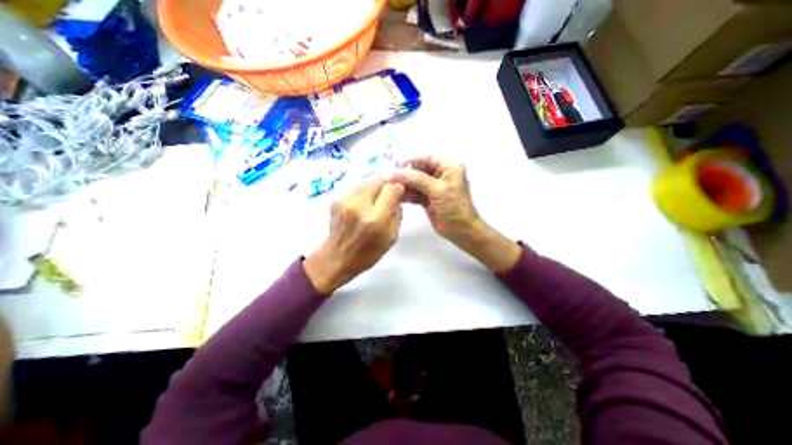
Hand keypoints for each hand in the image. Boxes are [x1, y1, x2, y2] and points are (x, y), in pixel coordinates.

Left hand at [302, 180, 403, 293]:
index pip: (391, 189)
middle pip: (378, 181)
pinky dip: (363, 191)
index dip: (398, 189)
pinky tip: (363, 202)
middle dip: (386, 185)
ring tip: (376, 198)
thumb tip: (397, 198)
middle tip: (388, 194)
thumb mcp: (391, 237)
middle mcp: (359, 205)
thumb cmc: (368, 252)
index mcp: (376, 218)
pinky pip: (356, 187)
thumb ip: (397, 215)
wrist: (338, 257)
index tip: (399, 194)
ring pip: (366, 181)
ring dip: (374, 187)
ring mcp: (345, 201)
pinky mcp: (336, 200)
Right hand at [391, 157, 478, 244]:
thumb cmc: (455, 207)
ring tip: (391, 187)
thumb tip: (398, 172)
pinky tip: (397, 196)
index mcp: (449, 168)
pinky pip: (415, 194)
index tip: (396, 164)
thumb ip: (418, 179)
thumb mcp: (439, 190)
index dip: (412, 160)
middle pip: (420, 171)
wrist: (461, 231)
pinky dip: (407, 195)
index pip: (428, 159)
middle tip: (390, 177)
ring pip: (416, 183)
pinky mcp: (427, 200)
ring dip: (405, 185)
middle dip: (406, 174)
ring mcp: (433, 188)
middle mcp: (440, 176)